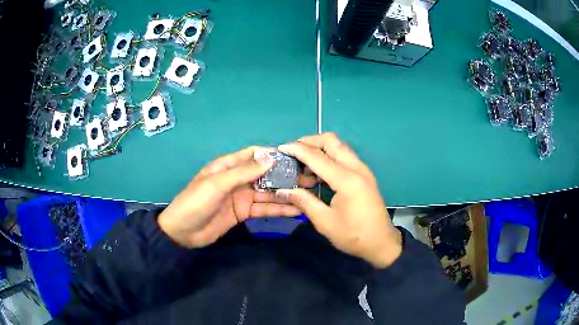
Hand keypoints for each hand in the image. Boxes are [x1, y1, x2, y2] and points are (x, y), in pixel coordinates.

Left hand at [158, 147, 301, 247]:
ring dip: (286, 194)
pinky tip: (296, 211)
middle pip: (265, 174)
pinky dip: (279, 210)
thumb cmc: (195, 202)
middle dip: (285, 176)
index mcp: (229, 166)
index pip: (254, 155)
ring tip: (308, 196)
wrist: (183, 232)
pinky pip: (264, 209)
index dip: (273, 155)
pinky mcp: (244, 213)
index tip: (296, 158)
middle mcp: (238, 179)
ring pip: (268, 193)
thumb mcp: (217, 184)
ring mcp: (242, 197)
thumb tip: (270, 158)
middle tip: (309, 179)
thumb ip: (243, 172)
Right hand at [277, 133, 401, 268]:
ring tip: (303, 169)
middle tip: (293, 153)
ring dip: (319, 150)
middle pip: (331, 141)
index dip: (297, 149)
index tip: (281, 148)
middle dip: (310, 142)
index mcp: (347, 180)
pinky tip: (317, 176)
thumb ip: (303, 201)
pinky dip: (329, 159)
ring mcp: (362, 170)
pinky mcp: (364, 175)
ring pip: (338, 147)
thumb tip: (282, 190)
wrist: (381, 242)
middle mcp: (356, 168)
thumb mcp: (324, 221)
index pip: (317, 156)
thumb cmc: (353, 236)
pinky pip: (344, 157)